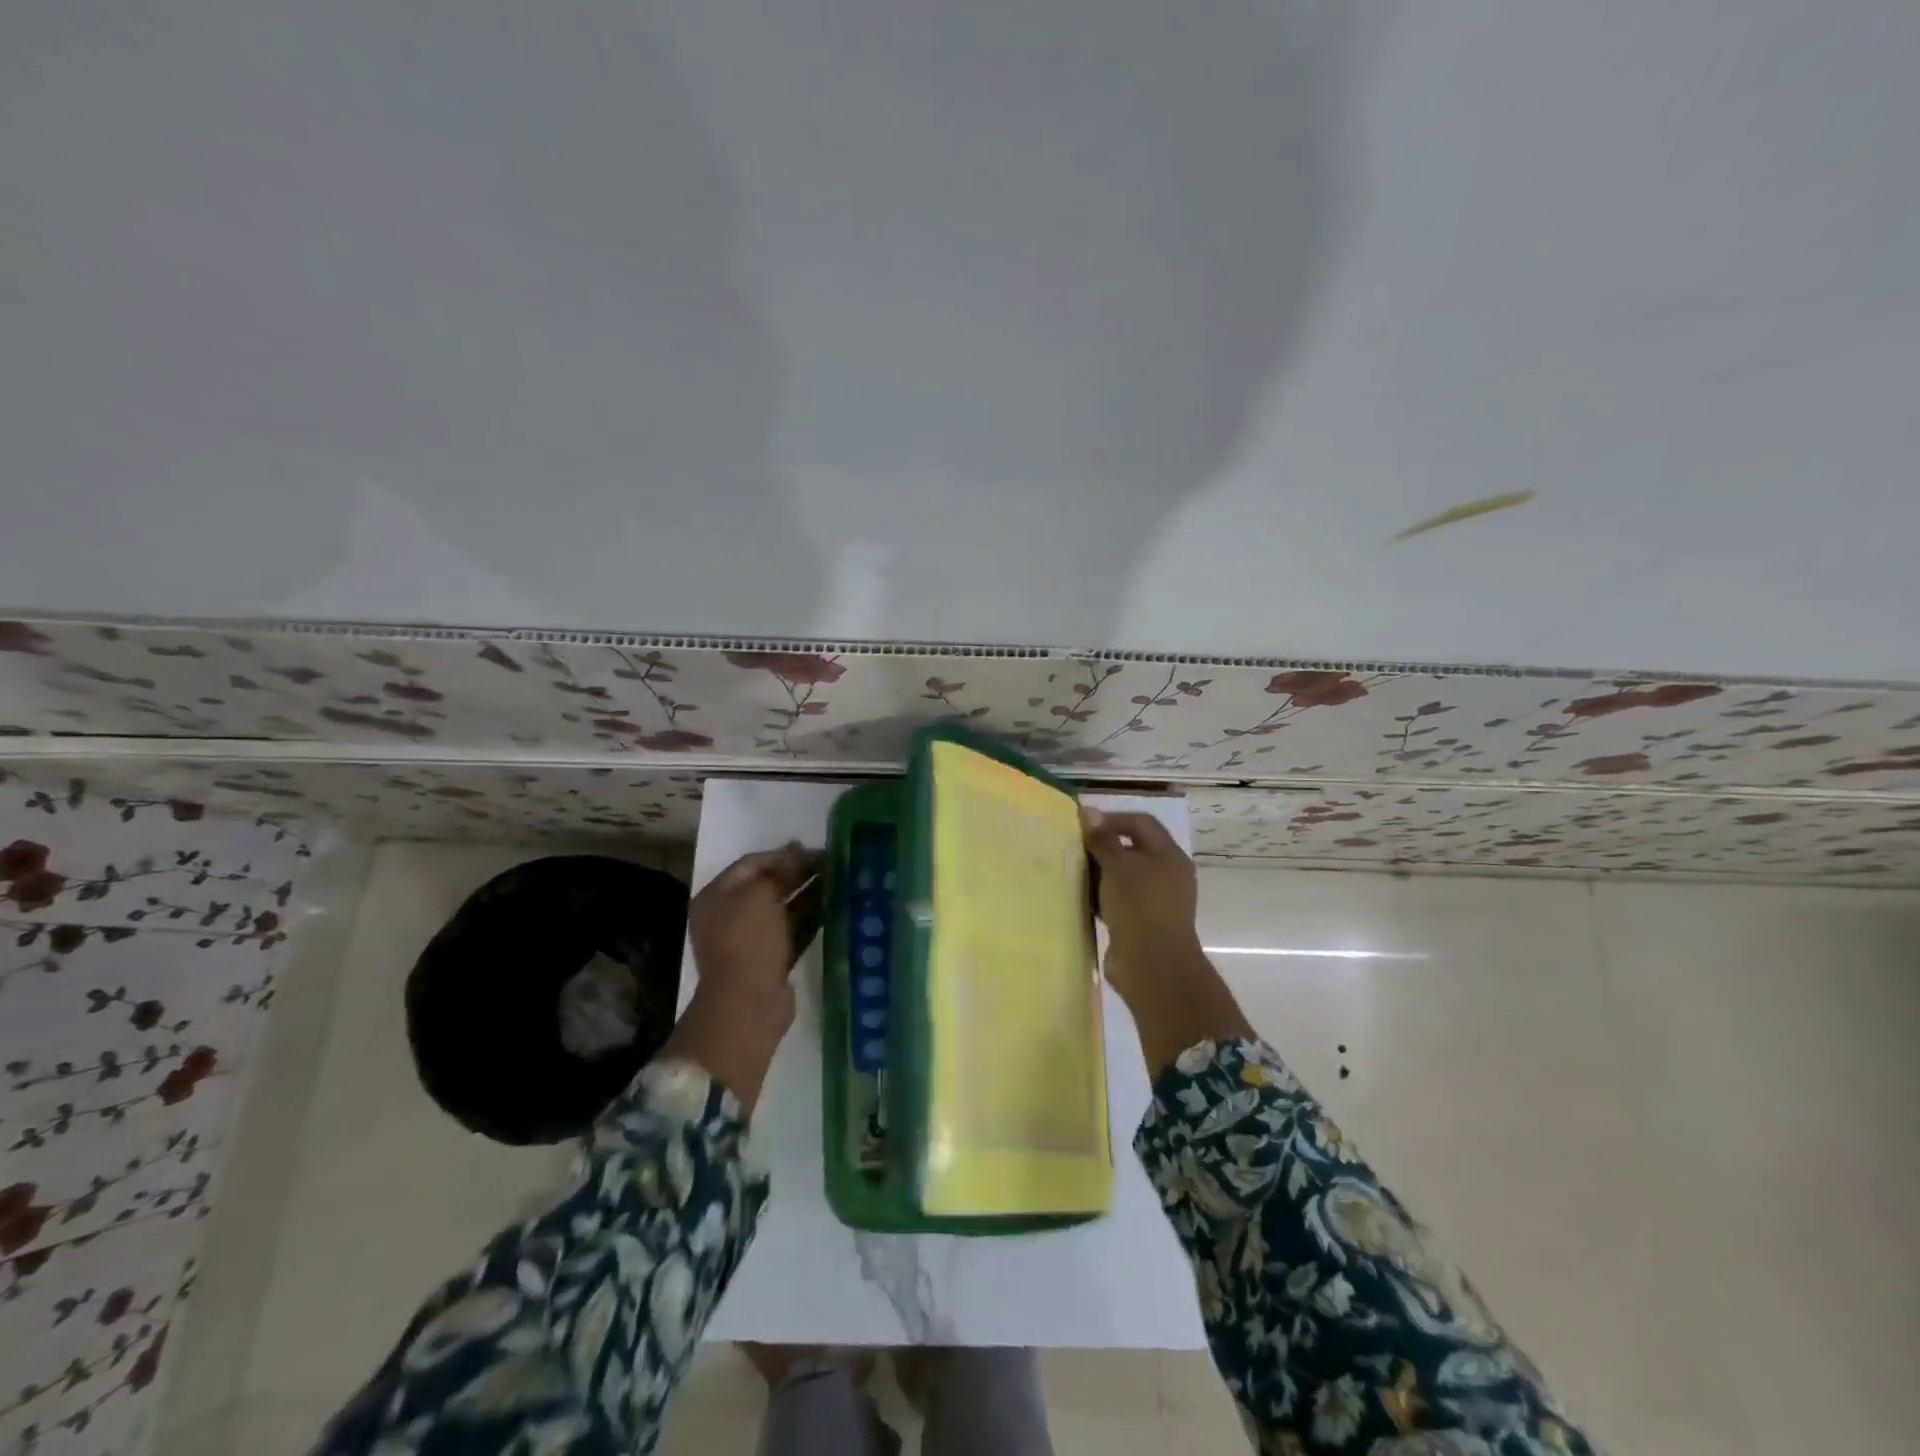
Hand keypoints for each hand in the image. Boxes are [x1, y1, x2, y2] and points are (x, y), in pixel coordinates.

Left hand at [663, 842, 819, 1112]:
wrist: (748, 1003)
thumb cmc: (748, 940)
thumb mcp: (760, 894)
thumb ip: (779, 870)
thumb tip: (797, 852)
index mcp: (717, 895)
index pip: (751, 863)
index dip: (783, 854)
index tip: (813, 850)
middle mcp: (729, 915)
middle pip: (767, 885)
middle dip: (798, 873)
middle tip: (830, 863)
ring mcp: (749, 939)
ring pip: (783, 908)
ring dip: (808, 894)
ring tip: (838, 882)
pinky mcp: (770, 959)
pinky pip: (792, 930)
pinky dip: (810, 919)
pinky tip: (834, 908)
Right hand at [1082, 807, 1251, 1074]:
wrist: (1152, 967)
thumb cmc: (1139, 907)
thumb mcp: (1118, 866)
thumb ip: (1102, 839)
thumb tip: (1089, 811)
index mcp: (1169, 856)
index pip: (1141, 823)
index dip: (1112, 819)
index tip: (1083, 826)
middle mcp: (1167, 875)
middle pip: (1132, 849)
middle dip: (1103, 847)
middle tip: (1074, 848)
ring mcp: (1156, 901)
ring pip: (1123, 877)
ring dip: (1100, 873)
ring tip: (1073, 871)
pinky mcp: (1142, 923)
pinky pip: (1119, 901)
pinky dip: (1102, 896)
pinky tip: (1081, 898)